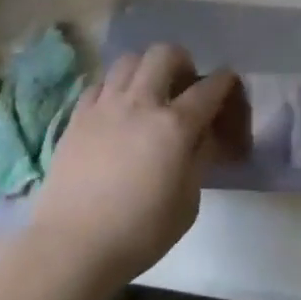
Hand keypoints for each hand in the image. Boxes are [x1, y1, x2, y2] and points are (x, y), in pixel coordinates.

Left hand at [29, 44, 245, 291]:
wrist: (72, 245)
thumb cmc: (139, 233)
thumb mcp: (187, 203)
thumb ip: (199, 160)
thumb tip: (202, 135)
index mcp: (174, 126)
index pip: (208, 89)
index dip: (224, 81)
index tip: (228, 83)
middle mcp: (141, 103)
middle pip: (164, 54)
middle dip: (181, 60)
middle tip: (182, 84)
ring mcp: (105, 105)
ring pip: (129, 60)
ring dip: (145, 68)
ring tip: (148, 91)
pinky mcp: (77, 115)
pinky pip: (100, 83)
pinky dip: (114, 88)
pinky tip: (116, 110)